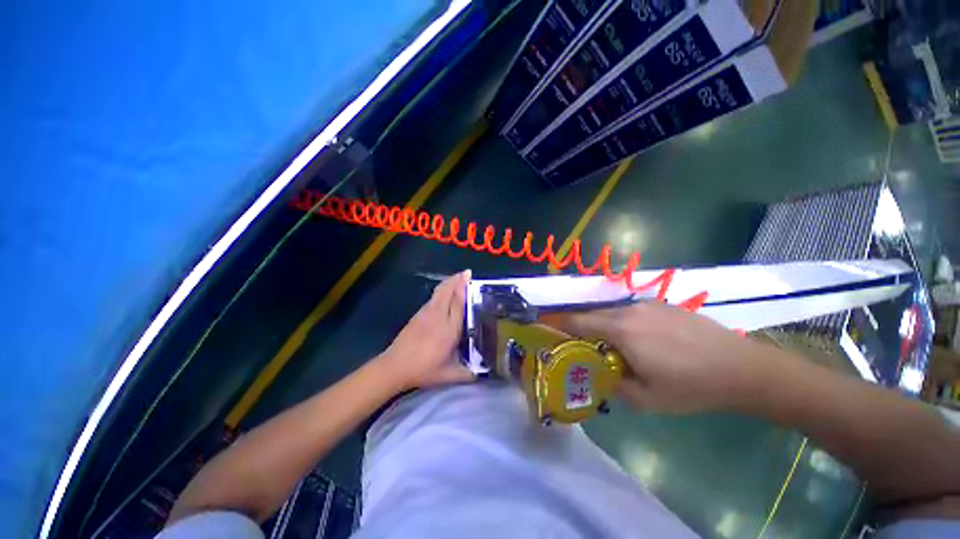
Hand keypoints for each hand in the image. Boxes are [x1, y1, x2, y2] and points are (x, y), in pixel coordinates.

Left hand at [377, 270, 474, 390]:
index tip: (469, 276)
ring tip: (457, 278)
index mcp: (449, 329)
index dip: (463, 288)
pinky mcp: (418, 315)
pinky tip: (443, 292)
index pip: (458, 302)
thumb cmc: (424, 370)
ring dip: (448, 283)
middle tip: (466, 272)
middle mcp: (438, 316)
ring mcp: (426, 314)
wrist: (394, 366)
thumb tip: (484, 373)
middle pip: (447, 291)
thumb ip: (469, 373)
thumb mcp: (449, 375)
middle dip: (457, 279)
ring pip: (439, 292)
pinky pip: (432, 298)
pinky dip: (440, 290)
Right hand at [544, 301, 767, 413]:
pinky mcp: (661, 304)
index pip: (577, 321)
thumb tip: (595, 374)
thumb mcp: (646, 399)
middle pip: (591, 313)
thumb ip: (612, 384)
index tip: (544, 326)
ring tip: (609, 344)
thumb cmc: (691, 387)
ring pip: (610, 312)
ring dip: (601, 324)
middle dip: (579, 326)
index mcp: (620, 330)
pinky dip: (621, 321)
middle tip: (578, 343)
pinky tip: (638, 338)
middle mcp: (628, 310)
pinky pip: (629, 310)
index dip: (558, 322)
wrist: (742, 367)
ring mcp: (646, 304)